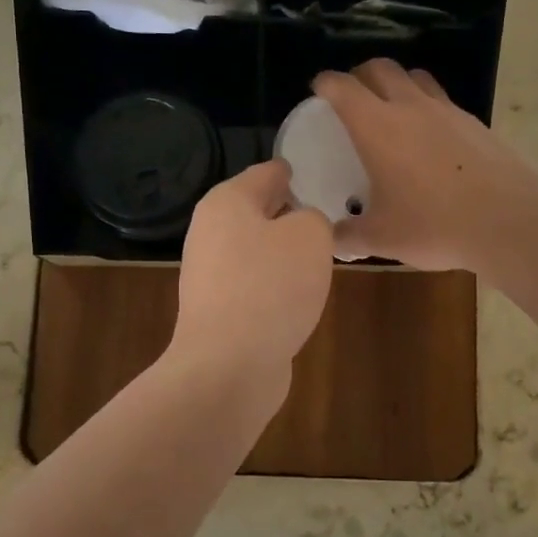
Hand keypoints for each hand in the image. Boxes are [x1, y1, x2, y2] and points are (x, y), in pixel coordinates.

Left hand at [171, 160, 334, 397]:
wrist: (229, 365)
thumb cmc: (270, 286)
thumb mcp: (310, 236)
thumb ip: (314, 219)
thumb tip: (303, 227)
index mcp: (227, 203)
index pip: (265, 173)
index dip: (292, 171)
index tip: (315, 172)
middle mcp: (211, 233)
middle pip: (256, 212)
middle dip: (288, 212)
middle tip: (326, 211)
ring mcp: (210, 275)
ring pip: (256, 250)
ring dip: (284, 251)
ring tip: (320, 253)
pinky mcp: (218, 311)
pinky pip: (255, 284)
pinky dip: (276, 284)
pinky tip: (300, 293)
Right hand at [313, 60, 537, 274]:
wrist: (507, 221)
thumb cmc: (434, 225)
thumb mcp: (381, 238)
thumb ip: (349, 236)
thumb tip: (332, 239)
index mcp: (377, 127)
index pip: (342, 87)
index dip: (325, 84)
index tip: (318, 92)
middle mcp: (410, 107)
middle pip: (381, 68)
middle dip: (360, 75)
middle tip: (353, 98)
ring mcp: (447, 111)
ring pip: (416, 78)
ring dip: (397, 84)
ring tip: (392, 110)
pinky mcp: (475, 123)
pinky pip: (442, 101)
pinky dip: (427, 107)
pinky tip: (430, 138)